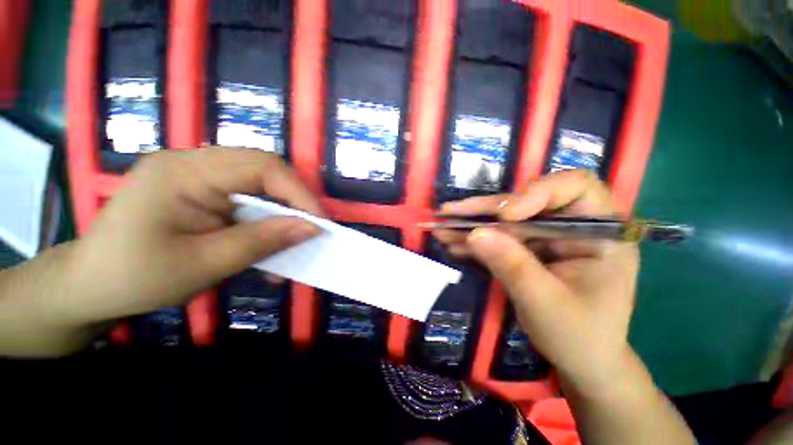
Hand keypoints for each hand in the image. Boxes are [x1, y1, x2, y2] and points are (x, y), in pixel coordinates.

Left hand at [60, 147, 322, 325]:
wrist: (89, 288)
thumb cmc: (134, 278)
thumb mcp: (204, 264)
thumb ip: (263, 241)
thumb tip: (311, 228)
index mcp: (184, 171)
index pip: (262, 166)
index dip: (299, 193)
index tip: (319, 223)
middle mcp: (193, 163)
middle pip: (264, 171)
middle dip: (294, 201)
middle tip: (311, 229)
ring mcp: (197, 176)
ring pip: (260, 186)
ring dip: (281, 214)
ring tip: (291, 242)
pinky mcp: (201, 193)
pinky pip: (247, 200)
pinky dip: (265, 222)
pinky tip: (266, 244)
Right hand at [435, 170, 638, 392]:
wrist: (580, 359)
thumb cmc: (580, 336)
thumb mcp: (547, 303)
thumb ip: (513, 266)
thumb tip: (475, 233)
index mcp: (601, 232)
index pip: (575, 188)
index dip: (537, 193)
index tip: (505, 215)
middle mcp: (572, 226)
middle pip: (526, 202)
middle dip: (486, 209)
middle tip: (450, 212)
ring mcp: (547, 237)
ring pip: (505, 219)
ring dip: (472, 223)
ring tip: (442, 224)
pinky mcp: (527, 249)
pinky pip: (498, 237)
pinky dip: (474, 240)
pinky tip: (452, 241)